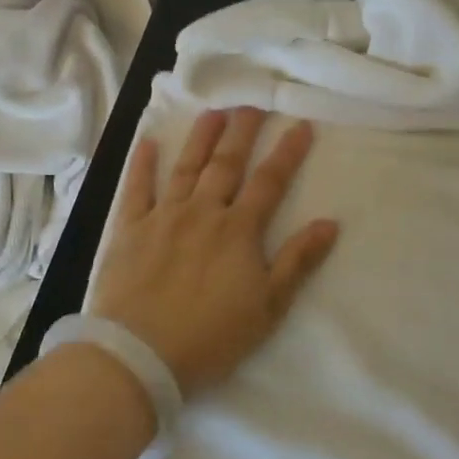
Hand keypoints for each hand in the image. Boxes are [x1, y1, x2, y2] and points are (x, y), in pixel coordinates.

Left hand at [90, 107, 340, 395]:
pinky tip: (147, 143)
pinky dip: (142, 165)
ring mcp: (163, 217)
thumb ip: (297, 261)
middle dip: (243, 132)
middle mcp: (202, 212)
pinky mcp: (128, 230)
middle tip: (253, 103)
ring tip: (213, 112)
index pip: (269, 182)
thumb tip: (329, 223)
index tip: (301, 125)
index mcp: (237, 230)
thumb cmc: (211, 337)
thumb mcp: (268, 307)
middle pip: (227, 164)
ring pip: (185, 168)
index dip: (287, 153)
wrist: (139, 354)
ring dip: (200, 138)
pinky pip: (136, 190)